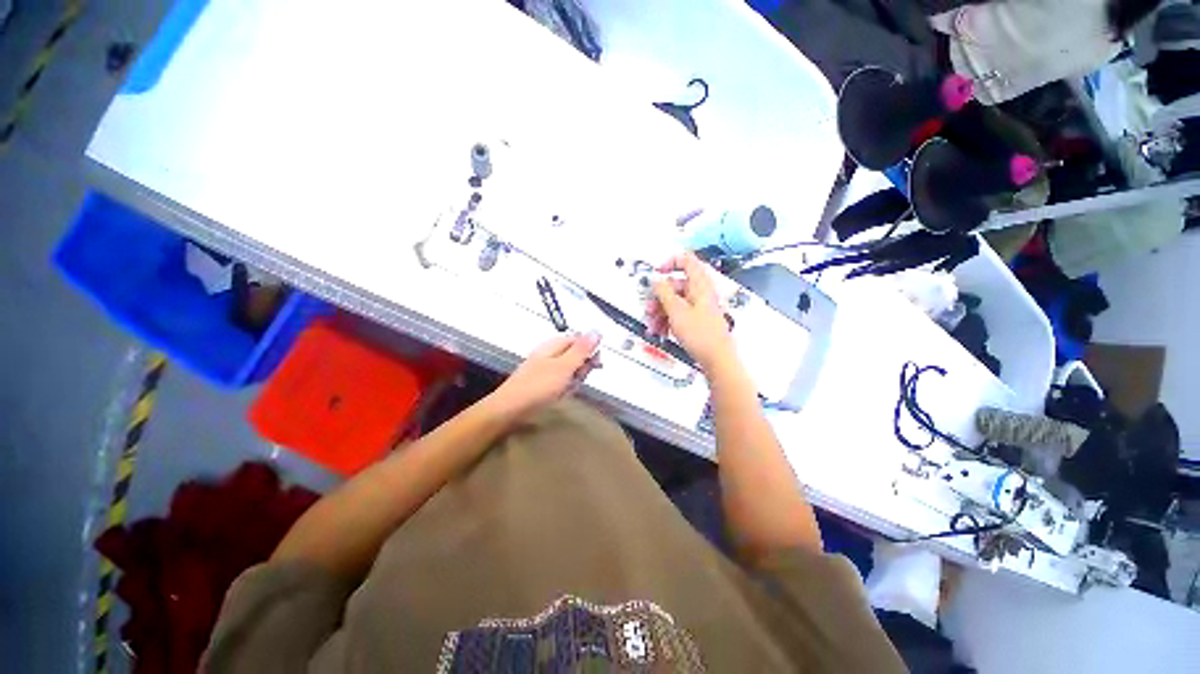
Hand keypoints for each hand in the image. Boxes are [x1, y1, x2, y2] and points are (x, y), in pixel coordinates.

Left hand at [490, 333, 601, 418]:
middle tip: (576, 378)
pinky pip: (561, 381)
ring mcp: (545, 368)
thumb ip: (582, 350)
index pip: (579, 339)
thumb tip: (596, 331)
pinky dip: (564, 387)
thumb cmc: (537, 386)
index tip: (596, 364)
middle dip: (581, 368)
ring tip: (567, 389)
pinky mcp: (542, 382)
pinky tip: (560, 394)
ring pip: (570, 369)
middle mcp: (549, 353)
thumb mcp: (564, 366)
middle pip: (575, 355)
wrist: (509, 410)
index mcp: (553, 345)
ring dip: (574, 379)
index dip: (590, 350)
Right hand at [646, 253, 736, 370]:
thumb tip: (656, 280)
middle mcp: (701, 293)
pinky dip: (668, 320)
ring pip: (675, 302)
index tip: (657, 273)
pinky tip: (661, 331)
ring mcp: (699, 307)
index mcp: (700, 284)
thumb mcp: (676, 311)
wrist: (716, 359)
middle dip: (659, 297)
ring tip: (653, 325)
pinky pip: (679, 314)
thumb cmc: (701, 334)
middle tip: (649, 308)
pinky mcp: (697, 320)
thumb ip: (663, 292)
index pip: (686, 260)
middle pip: (676, 285)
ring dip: (661, 312)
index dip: (670, 263)